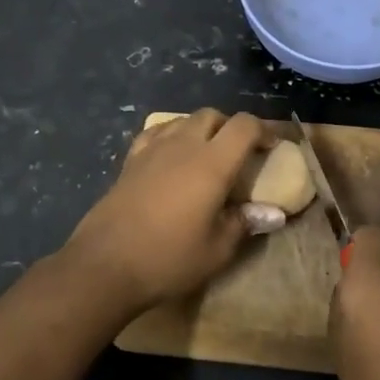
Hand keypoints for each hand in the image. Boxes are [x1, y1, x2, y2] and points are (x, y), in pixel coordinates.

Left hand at [63, 109, 270, 311]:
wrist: (105, 264)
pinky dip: (172, 135)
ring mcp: (152, 149)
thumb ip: (245, 223)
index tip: (273, 147)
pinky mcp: (130, 160)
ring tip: (208, 153)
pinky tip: (172, 156)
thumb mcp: (217, 250)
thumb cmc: (168, 258)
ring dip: (202, 128)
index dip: (264, 130)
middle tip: (240, 152)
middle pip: (212, 115)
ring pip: (183, 120)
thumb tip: (274, 213)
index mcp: (211, 163)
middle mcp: (183, 145)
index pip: (244, 126)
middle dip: (231, 126)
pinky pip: (157, 132)